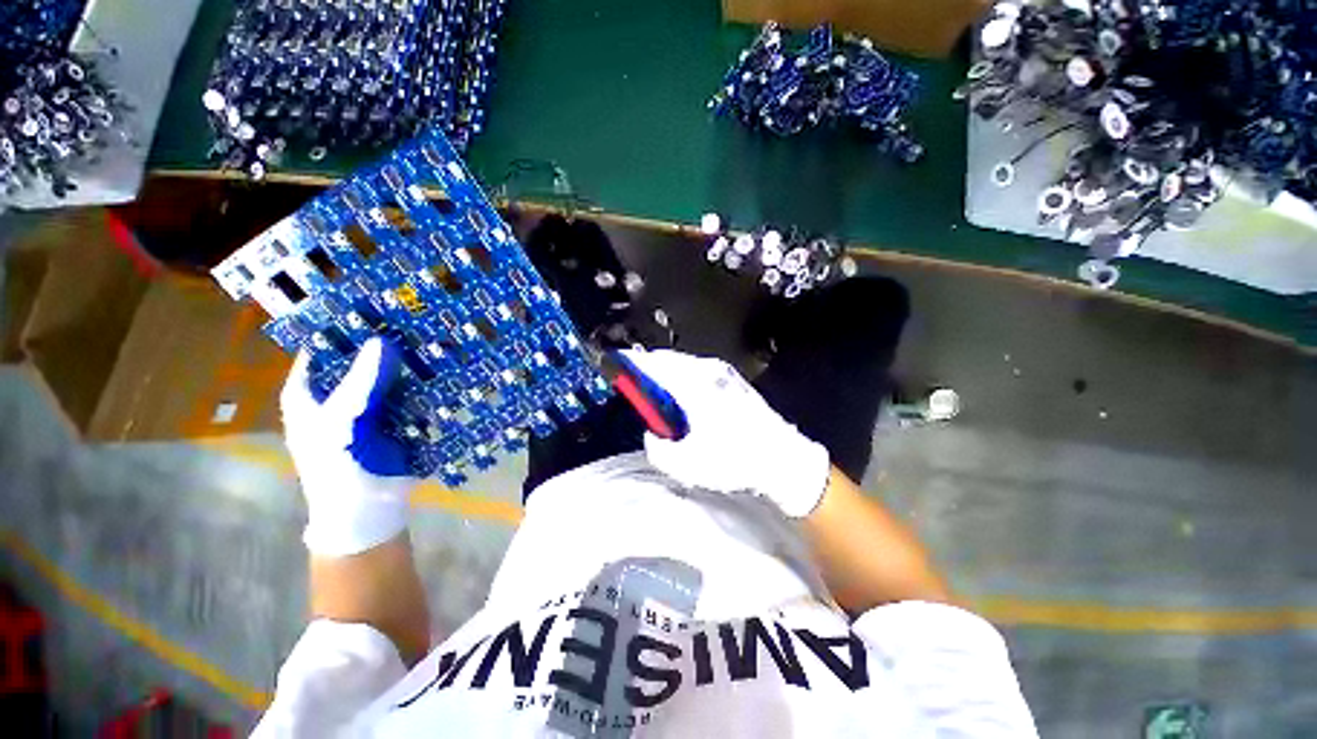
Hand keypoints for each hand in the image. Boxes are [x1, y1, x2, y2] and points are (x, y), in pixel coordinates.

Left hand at [280, 338, 418, 555]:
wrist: (368, 509)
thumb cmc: (336, 465)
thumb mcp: (340, 420)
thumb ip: (360, 382)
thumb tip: (379, 340)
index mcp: (310, 393)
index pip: (320, 349)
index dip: (339, 328)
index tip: (368, 304)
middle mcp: (338, 394)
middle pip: (358, 360)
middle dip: (381, 342)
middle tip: (408, 317)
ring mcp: (370, 406)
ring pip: (387, 375)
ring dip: (405, 361)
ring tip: (429, 335)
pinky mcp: (397, 417)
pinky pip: (409, 392)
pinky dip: (421, 381)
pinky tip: (438, 366)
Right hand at [619, 349, 829, 517]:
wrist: (783, 458)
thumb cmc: (736, 459)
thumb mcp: (687, 464)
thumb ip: (658, 449)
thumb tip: (652, 435)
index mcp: (694, 385)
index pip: (654, 365)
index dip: (632, 363)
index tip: (616, 362)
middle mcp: (709, 371)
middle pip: (668, 360)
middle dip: (648, 368)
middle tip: (634, 381)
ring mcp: (724, 374)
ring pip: (684, 365)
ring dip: (666, 374)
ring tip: (656, 392)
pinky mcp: (733, 381)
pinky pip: (698, 371)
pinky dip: (683, 378)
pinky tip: (682, 397)